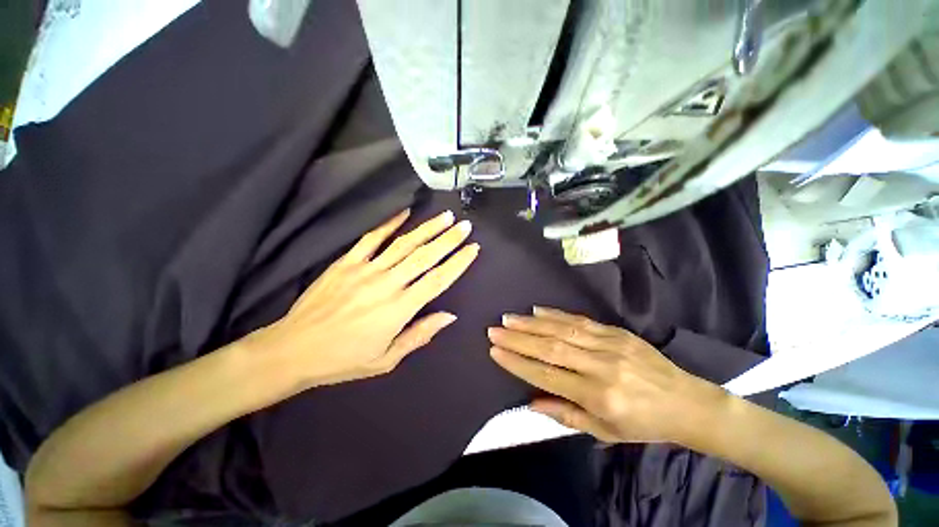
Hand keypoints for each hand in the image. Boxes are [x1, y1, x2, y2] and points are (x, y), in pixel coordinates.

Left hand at [251, 209, 478, 387]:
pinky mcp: (346, 262)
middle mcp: (387, 284)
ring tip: (445, 217)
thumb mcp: (387, 359)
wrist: (292, 350)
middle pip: (424, 257)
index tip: (473, 249)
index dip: (458, 263)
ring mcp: (365, 270)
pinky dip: (389, 224)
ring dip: (427, 229)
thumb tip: (449, 315)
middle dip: (448, 240)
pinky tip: (404, 213)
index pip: (437, 280)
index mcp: (399, 309)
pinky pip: (371, 238)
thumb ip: (420, 334)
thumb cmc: (343, 359)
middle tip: (465, 226)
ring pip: (403, 244)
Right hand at [487, 307, 724, 444]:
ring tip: (508, 319)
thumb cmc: (643, 424)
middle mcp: (602, 367)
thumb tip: (531, 401)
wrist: (687, 402)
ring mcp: (610, 345)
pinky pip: (580, 320)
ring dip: (531, 324)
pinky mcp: (617, 332)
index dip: (518, 363)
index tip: (495, 352)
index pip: (548, 375)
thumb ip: (566, 414)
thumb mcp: (605, 431)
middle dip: (518, 339)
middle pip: (551, 348)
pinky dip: (556, 314)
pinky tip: (537, 310)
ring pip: (562, 330)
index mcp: (599, 396)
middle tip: (494, 330)